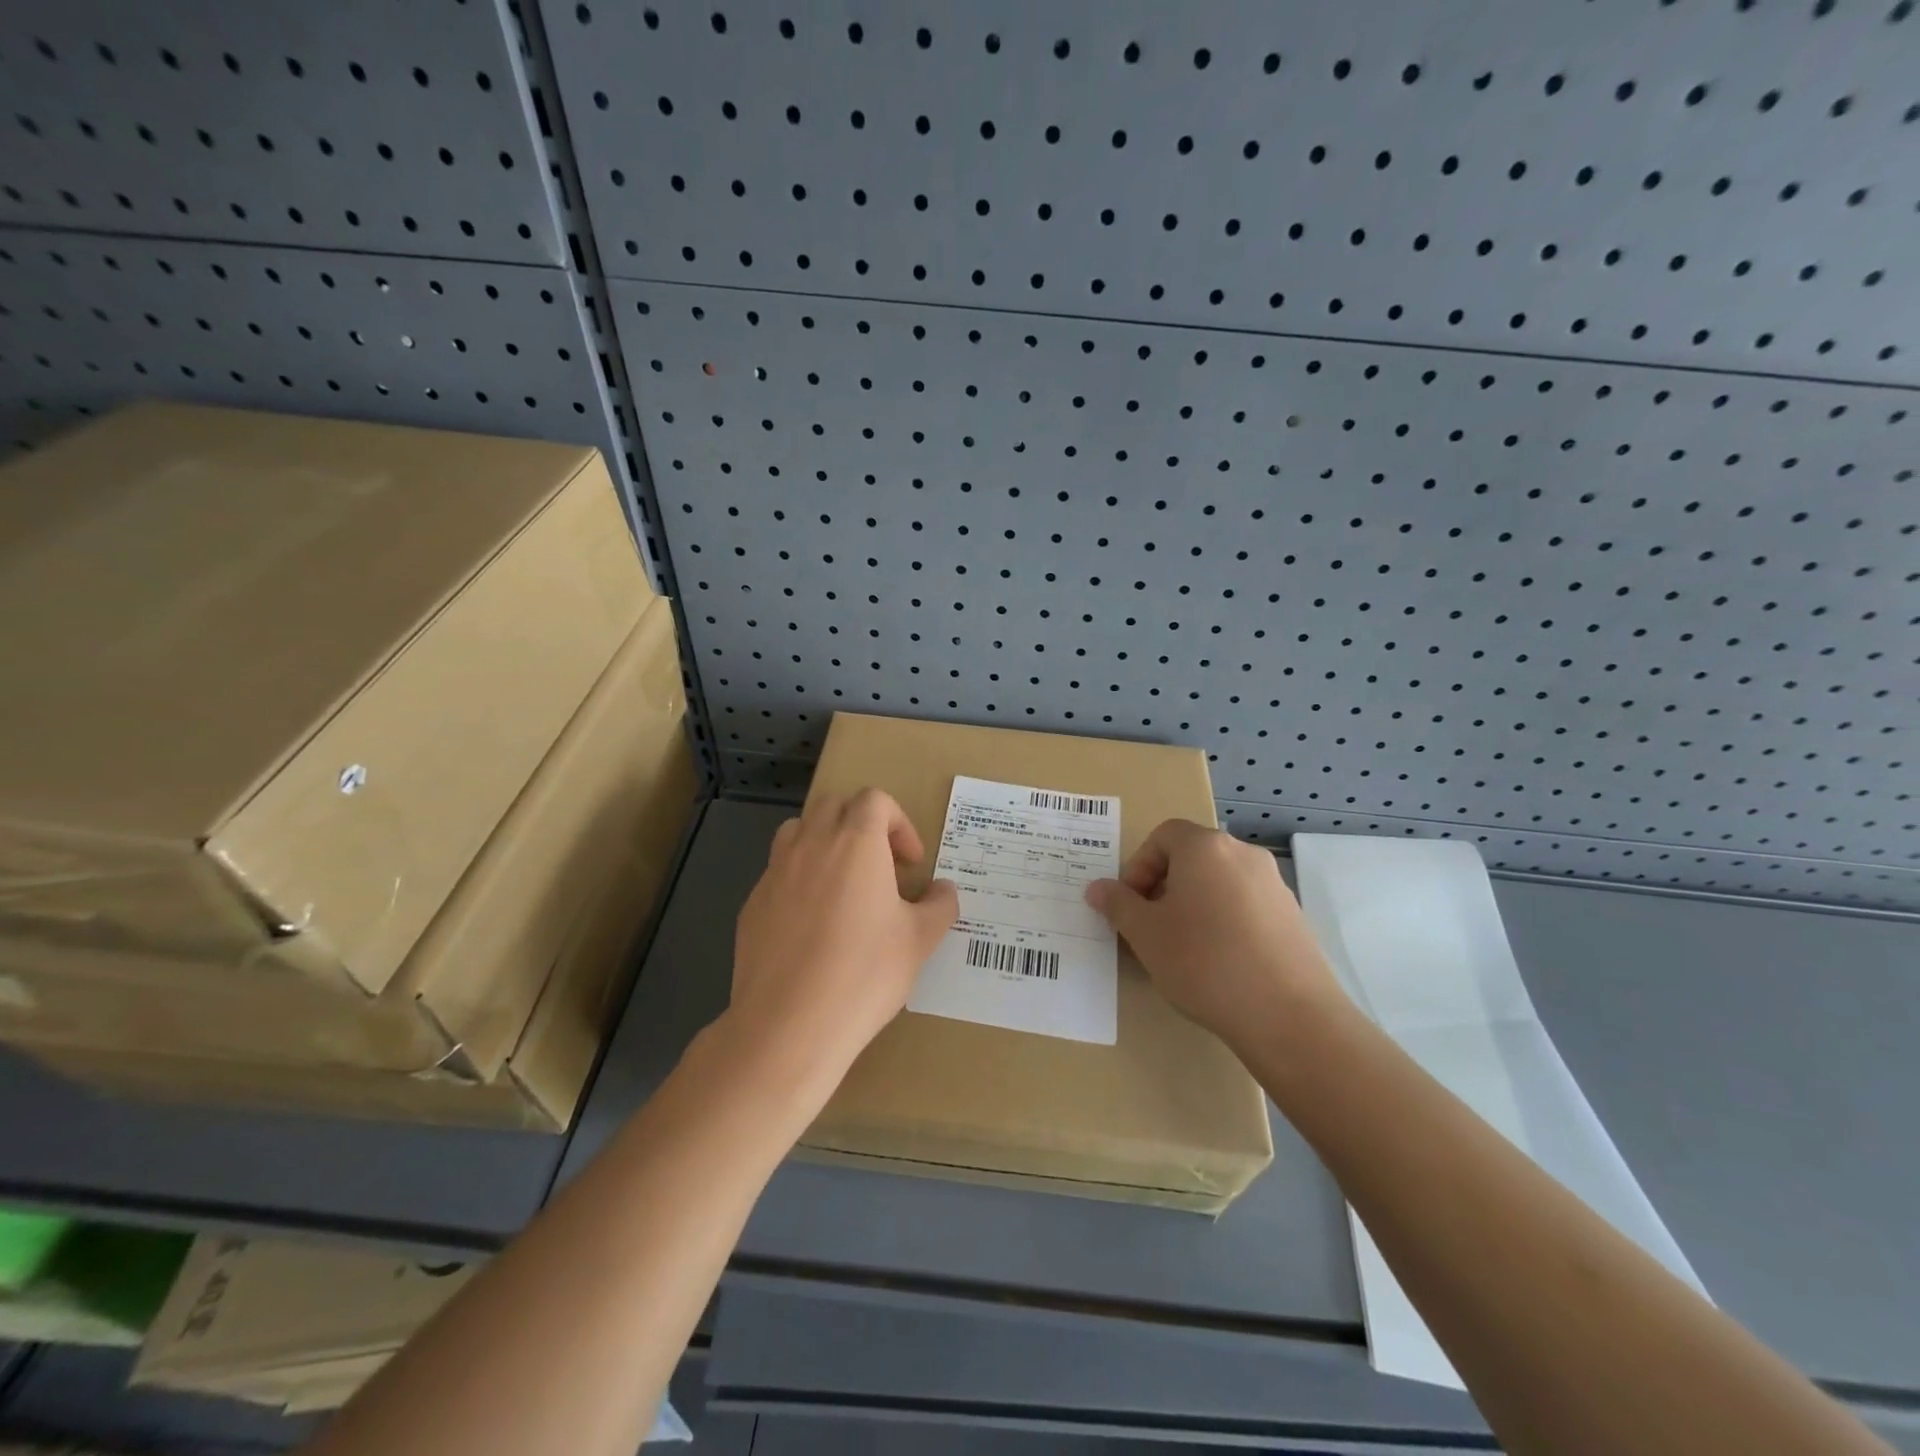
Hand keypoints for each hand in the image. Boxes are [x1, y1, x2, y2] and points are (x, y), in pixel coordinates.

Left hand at [727, 788, 957, 1096]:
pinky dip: (799, 879)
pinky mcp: (752, 904)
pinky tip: (812, 925)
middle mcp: (812, 845)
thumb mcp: (919, 940)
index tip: (910, 863)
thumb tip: (943, 890)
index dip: (899, 823)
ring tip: (842, 884)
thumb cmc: (865, 974)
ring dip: (825, 842)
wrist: (789, 1025)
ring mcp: (775, 872)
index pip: (874, 800)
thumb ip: (939, 905)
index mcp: (856, 842)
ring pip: (798, 831)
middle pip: (835, 806)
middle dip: (862, 825)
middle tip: (880, 867)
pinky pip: (778, 872)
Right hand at [1086, 819, 1339, 1051]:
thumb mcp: (1145, 934)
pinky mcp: (1293, 916)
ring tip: (1183, 949)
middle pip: (1192, 857)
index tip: (1132, 905)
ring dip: (1194, 904)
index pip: (1163, 835)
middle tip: (1151, 927)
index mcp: (1205, 847)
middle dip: (1164, 886)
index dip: (1139, 866)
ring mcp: (1274, 884)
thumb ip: (1117, 904)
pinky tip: (1220, 963)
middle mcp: (1243, 854)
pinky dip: (1225, 921)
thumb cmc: (1204, 962)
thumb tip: (1097, 888)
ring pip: (1219, 882)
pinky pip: (1246, 905)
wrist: (1289, 1015)